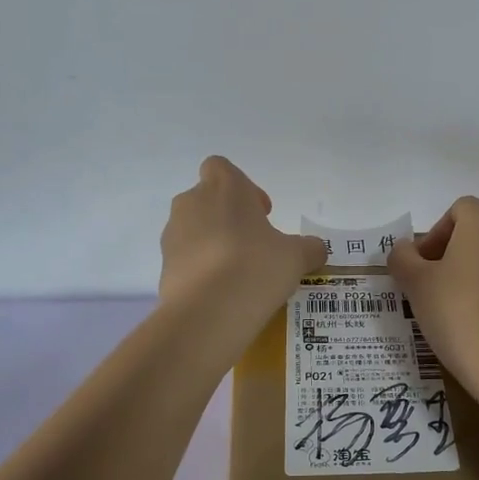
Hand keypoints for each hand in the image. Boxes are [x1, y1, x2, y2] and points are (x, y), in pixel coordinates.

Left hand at [159, 157, 326, 325]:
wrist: (207, 312)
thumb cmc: (256, 267)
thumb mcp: (296, 257)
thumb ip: (309, 248)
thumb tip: (315, 249)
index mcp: (224, 188)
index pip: (221, 168)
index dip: (242, 187)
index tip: (261, 214)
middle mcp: (192, 203)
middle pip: (207, 199)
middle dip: (228, 218)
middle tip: (253, 245)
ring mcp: (173, 235)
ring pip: (194, 230)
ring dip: (213, 244)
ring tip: (238, 274)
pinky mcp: (163, 267)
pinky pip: (185, 260)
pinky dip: (201, 270)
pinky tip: (222, 293)